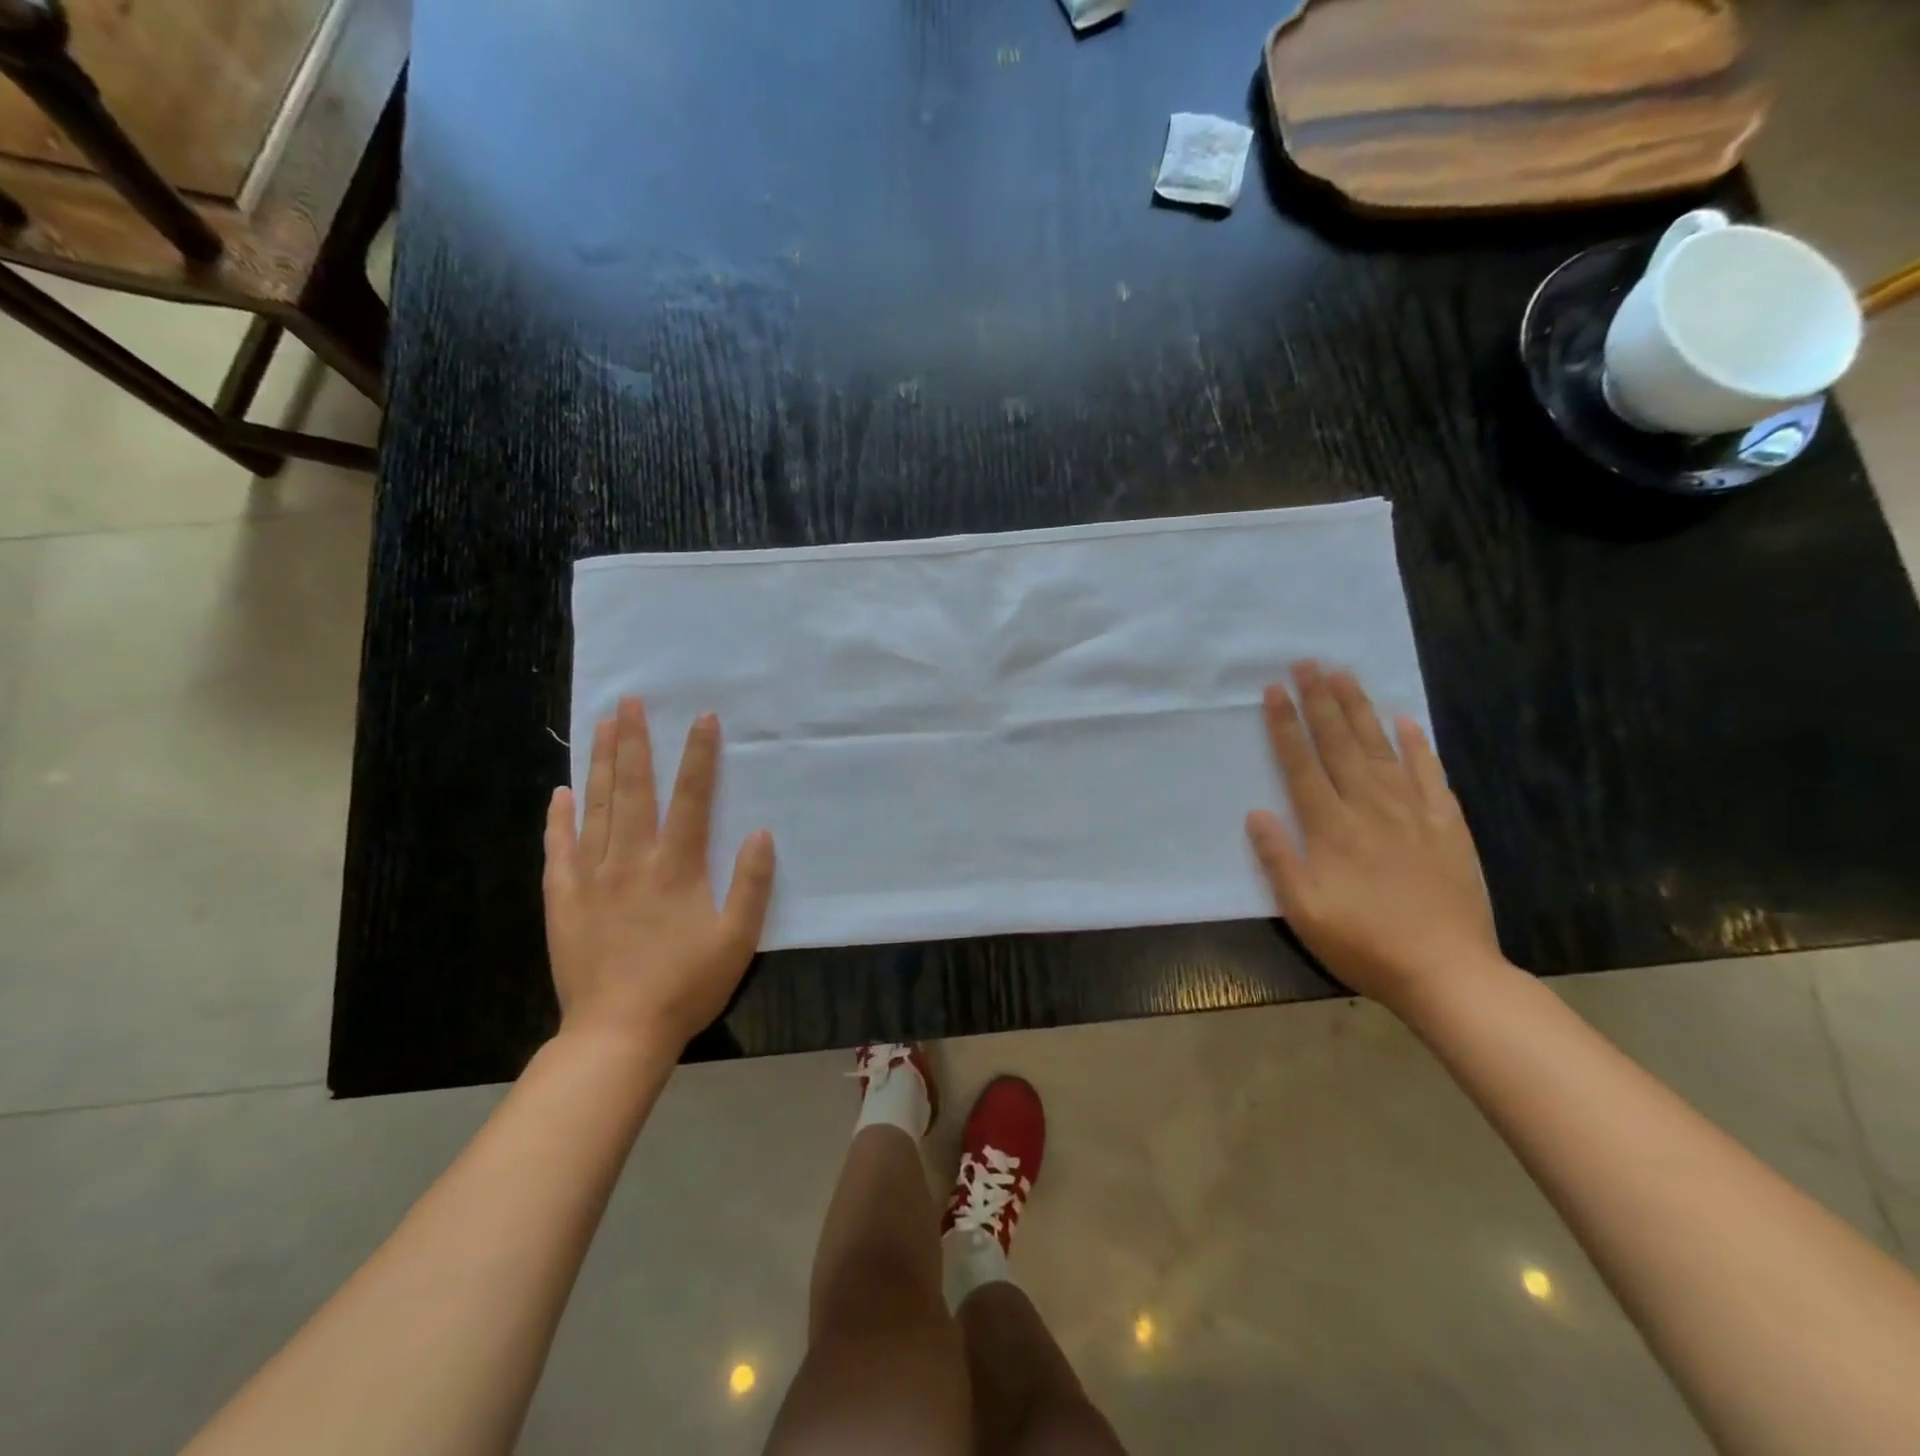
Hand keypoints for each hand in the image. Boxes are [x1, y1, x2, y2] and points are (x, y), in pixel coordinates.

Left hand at [543, 698, 775, 1052]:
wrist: (618, 1033)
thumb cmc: (686, 985)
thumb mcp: (738, 940)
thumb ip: (752, 884)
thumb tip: (761, 833)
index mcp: (676, 867)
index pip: (691, 798)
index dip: (699, 755)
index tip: (702, 717)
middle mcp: (631, 860)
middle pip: (634, 790)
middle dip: (634, 742)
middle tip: (629, 702)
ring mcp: (591, 877)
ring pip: (597, 808)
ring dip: (602, 764)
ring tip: (602, 726)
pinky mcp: (563, 899)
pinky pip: (559, 849)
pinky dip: (560, 818)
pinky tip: (561, 792)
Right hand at [1245, 662, 1499, 1008]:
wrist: (1447, 972)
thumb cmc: (1364, 944)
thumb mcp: (1303, 911)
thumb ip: (1279, 859)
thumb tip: (1257, 813)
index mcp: (1331, 828)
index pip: (1301, 765)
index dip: (1285, 726)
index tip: (1274, 691)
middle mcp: (1369, 808)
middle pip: (1339, 744)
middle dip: (1320, 701)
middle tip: (1307, 663)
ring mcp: (1412, 812)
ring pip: (1380, 749)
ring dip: (1360, 710)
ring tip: (1344, 675)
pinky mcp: (1447, 824)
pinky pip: (1430, 774)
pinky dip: (1418, 745)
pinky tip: (1406, 721)